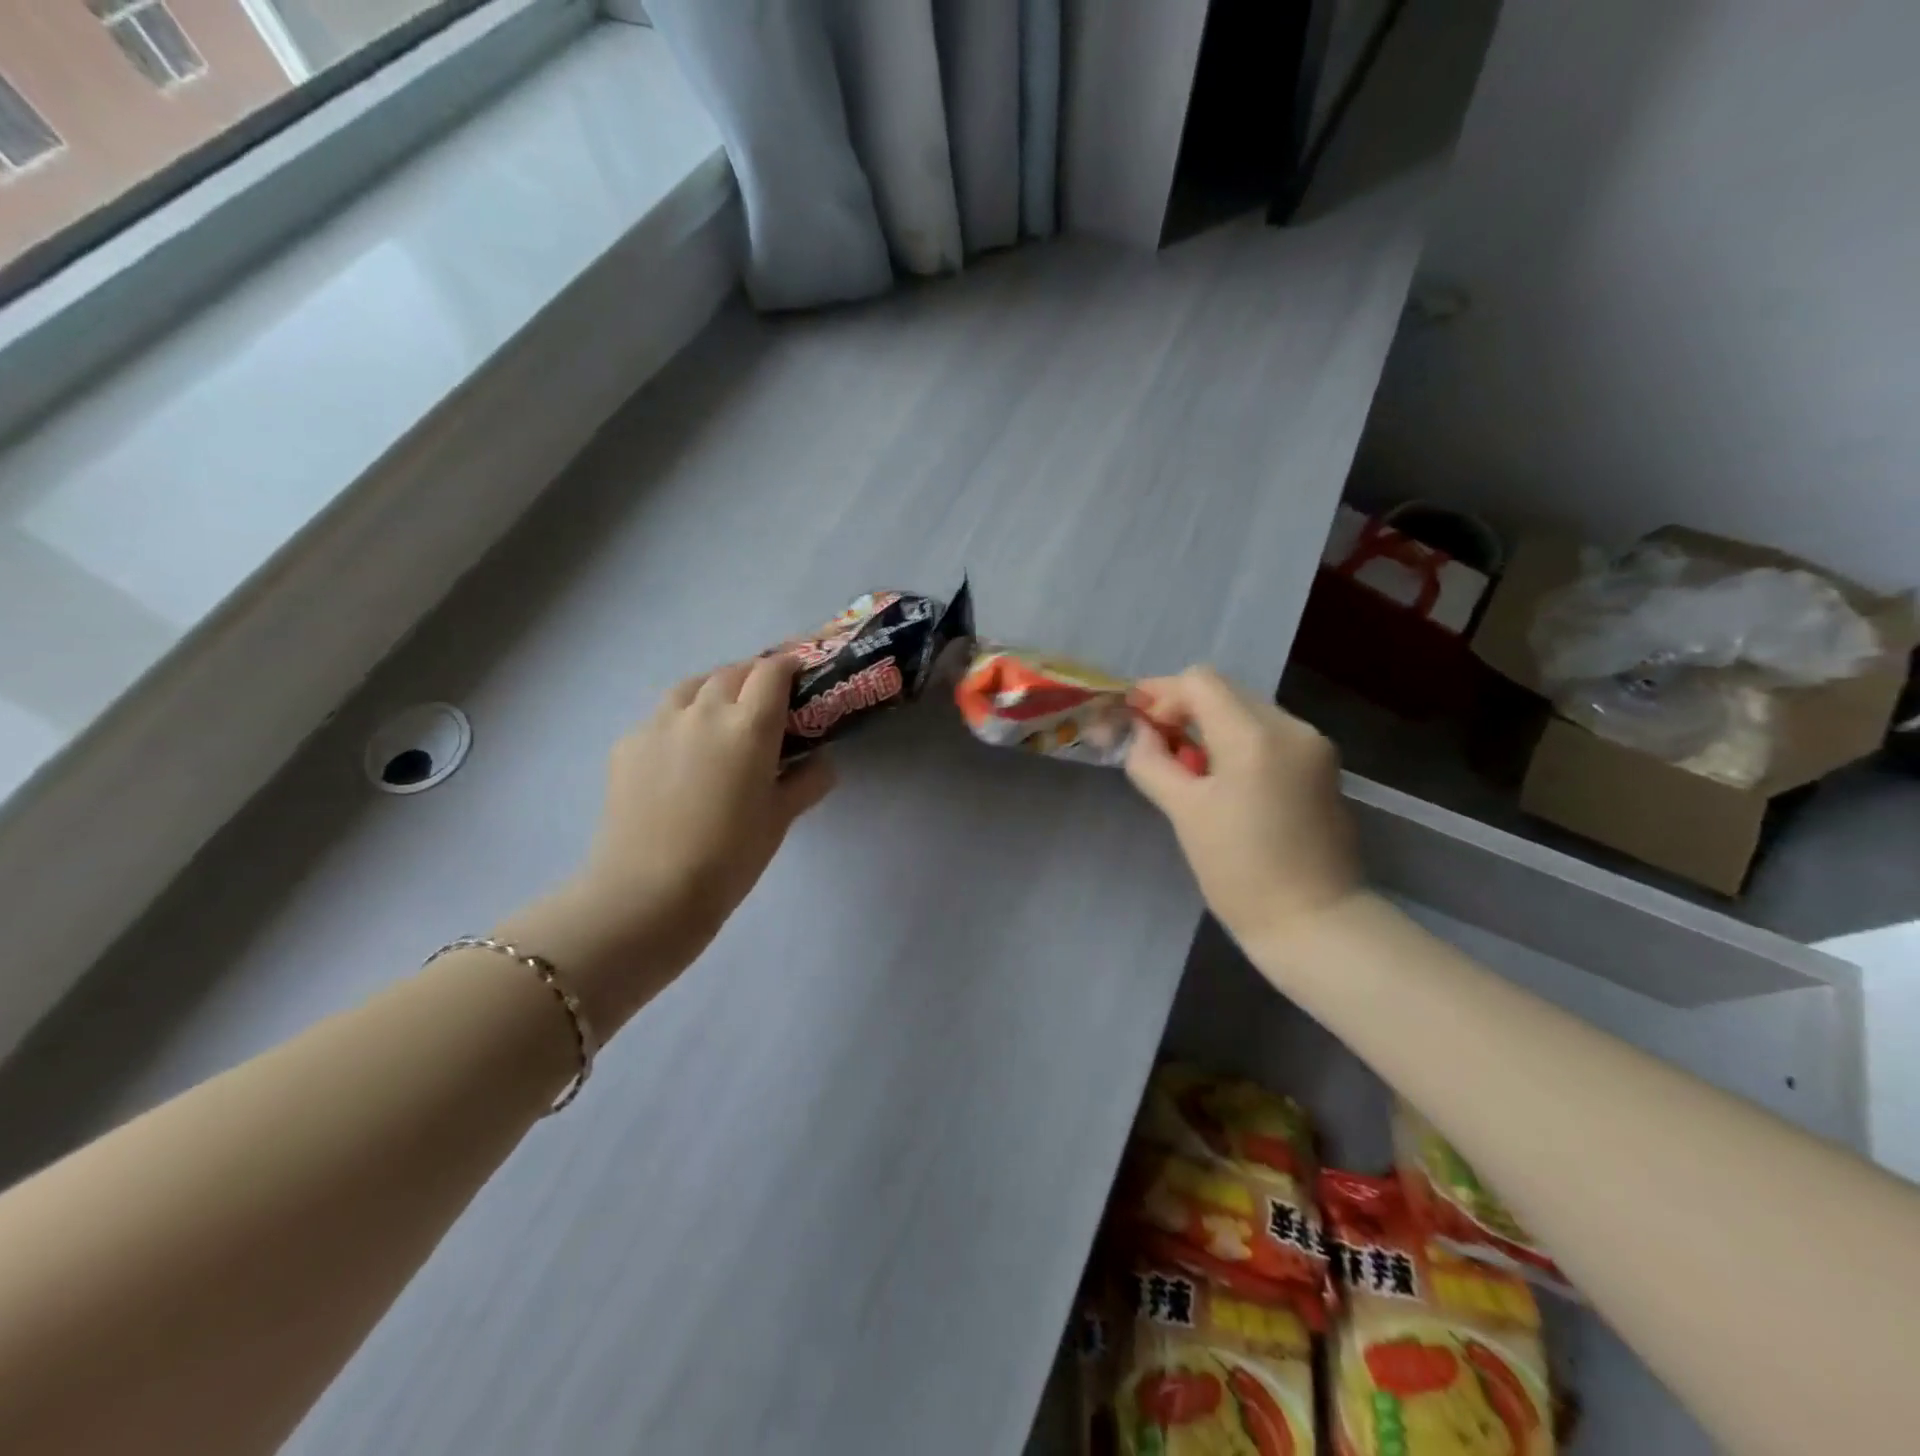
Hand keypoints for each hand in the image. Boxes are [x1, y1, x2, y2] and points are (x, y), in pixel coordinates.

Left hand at [502, 656, 834, 1032]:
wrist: (648, 892)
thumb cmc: (729, 857)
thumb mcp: (780, 819)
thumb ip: (807, 781)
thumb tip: (822, 763)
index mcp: (749, 726)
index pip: (772, 672)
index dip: (789, 666)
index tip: (799, 675)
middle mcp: (704, 711)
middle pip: (732, 672)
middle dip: (753, 677)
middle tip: (765, 701)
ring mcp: (659, 723)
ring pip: (692, 686)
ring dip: (714, 689)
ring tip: (722, 715)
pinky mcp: (627, 743)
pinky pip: (661, 716)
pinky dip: (681, 720)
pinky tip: (683, 752)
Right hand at [1125, 667, 1362, 956]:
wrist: (1314, 922)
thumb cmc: (1240, 872)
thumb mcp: (1183, 814)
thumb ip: (1152, 761)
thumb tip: (1140, 731)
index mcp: (1255, 737)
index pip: (1200, 682)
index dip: (1161, 693)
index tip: (1137, 720)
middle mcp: (1292, 727)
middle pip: (1225, 691)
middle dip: (1184, 708)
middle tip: (1156, 744)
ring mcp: (1314, 745)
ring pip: (1247, 710)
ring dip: (1210, 724)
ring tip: (1188, 765)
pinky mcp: (1323, 764)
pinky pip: (1269, 733)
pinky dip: (1237, 740)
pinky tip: (1222, 776)